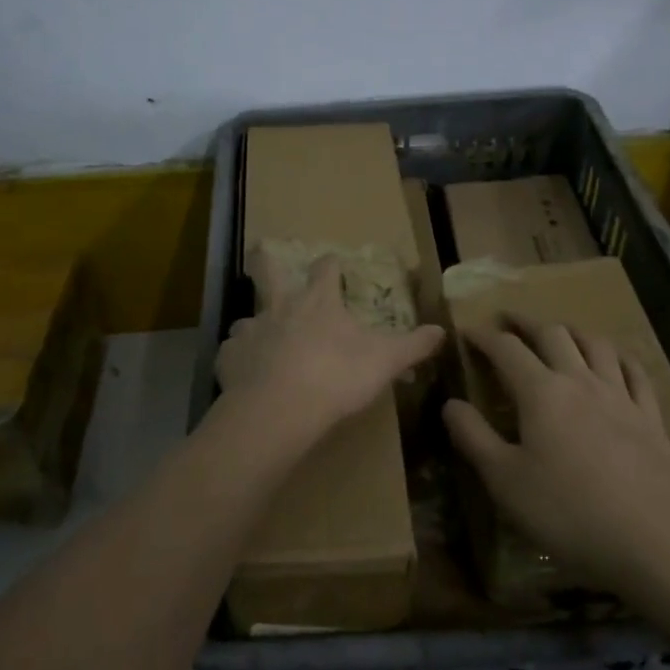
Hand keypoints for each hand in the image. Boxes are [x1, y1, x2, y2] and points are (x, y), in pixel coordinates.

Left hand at [216, 253, 443, 442]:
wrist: (278, 410)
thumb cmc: (336, 377)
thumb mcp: (385, 361)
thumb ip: (413, 345)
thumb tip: (441, 330)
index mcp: (318, 302)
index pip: (325, 269)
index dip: (331, 265)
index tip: (334, 263)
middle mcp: (279, 307)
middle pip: (269, 273)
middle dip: (269, 264)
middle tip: (266, 259)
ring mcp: (249, 331)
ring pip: (248, 317)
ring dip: (256, 324)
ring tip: (264, 339)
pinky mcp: (227, 358)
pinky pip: (231, 353)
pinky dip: (238, 359)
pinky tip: (245, 373)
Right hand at [444, 319, 669, 589]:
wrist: (649, 542)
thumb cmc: (566, 512)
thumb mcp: (504, 481)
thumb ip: (473, 437)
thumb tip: (451, 403)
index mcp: (541, 392)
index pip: (506, 349)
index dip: (484, 337)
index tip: (467, 332)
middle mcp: (580, 381)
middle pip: (552, 335)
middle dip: (526, 323)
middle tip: (508, 320)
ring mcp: (620, 396)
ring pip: (595, 345)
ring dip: (571, 331)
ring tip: (558, 333)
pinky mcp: (650, 417)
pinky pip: (635, 372)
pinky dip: (619, 357)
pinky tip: (615, 360)